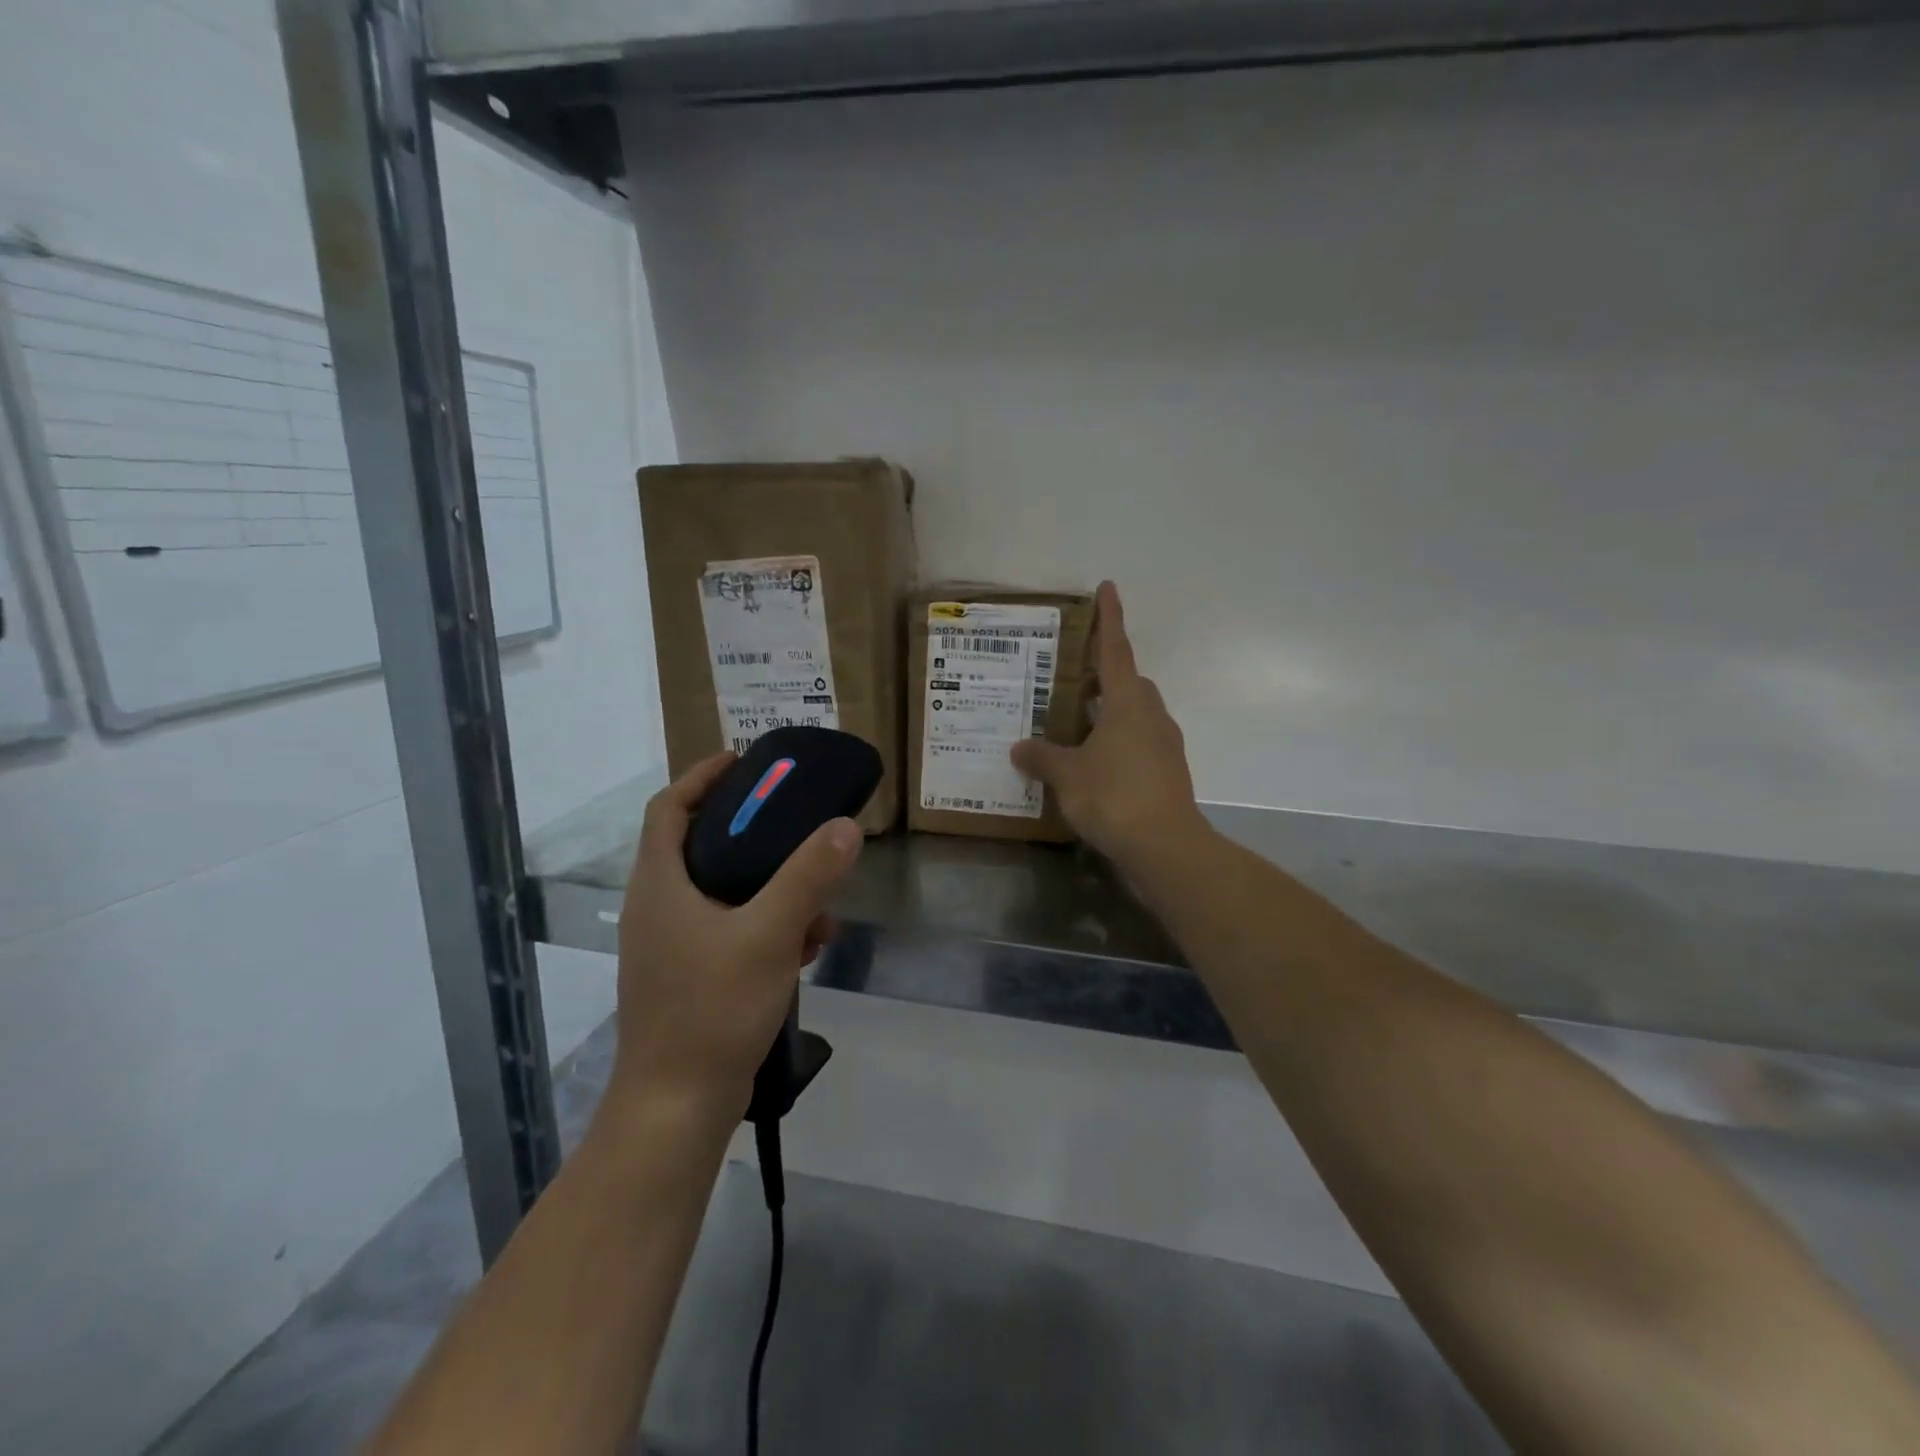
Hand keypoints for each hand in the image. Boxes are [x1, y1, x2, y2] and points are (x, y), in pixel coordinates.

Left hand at [608, 753, 861, 1120]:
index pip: (669, 806)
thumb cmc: (712, 1010)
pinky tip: (807, 946)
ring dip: (770, 885)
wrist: (677, 1108)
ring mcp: (672, 944)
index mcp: (660, 884)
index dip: (703, 776)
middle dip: (752, 831)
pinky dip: (767, 924)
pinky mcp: (691, 975)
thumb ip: (808, 876)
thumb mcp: (769, 934)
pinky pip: (731, 929)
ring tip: (817, 896)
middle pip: (700, 844)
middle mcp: (659, 906)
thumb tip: (845, 826)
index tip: (745, 760)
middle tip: (795, 820)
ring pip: (723, 891)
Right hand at [1011, 581, 1203, 872]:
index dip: (1109, 618)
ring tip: (1074, 730)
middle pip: (1128, 683)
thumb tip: (1019, 747)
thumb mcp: (1067, 775)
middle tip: (1071, 683)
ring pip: (1135, 715)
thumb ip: (1042, 757)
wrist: (1165, 847)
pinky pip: (1139, 744)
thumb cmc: (1113, 796)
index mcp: (1128, 703)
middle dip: (1104, 677)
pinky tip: (1093, 767)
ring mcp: (1165, 745)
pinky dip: (1117, 744)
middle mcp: (1151, 716)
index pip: (1115, 650)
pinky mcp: (1168, 772)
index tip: (1108, 587)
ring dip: (1110, 714)